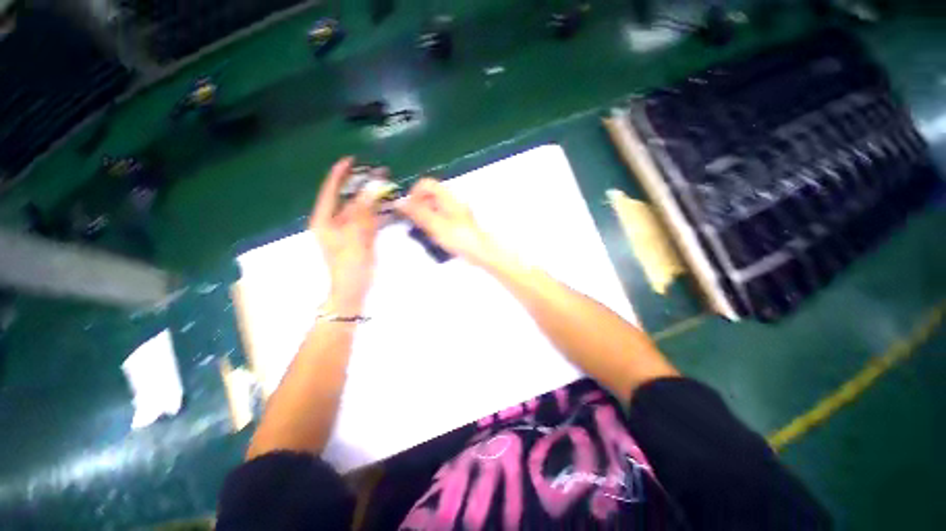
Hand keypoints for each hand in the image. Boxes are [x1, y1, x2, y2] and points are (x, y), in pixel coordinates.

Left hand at [309, 157, 379, 313]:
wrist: (354, 288)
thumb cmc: (348, 264)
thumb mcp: (353, 236)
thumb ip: (362, 212)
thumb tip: (371, 190)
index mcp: (325, 220)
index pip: (330, 191)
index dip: (339, 175)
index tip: (350, 160)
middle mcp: (336, 222)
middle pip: (349, 199)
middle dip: (363, 185)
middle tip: (378, 172)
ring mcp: (351, 230)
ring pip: (363, 209)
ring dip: (374, 198)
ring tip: (387, 184)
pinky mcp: (363, 237)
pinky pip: (371, 220)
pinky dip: (380, 212)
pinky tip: (390, 205)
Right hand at [396, 178, 498, 266]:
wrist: (479, 251)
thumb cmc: (458, 237)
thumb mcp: (435, 224)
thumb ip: (417, 213)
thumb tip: (399, 203)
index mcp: (448, 197)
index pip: (426, 183)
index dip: (414, 193)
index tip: (409, 208)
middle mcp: (452, 201)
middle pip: (430, 195)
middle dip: (419, 206)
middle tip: (415, 222)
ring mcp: (456, 211)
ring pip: (435, 207)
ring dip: (425, 215)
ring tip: (425, 230)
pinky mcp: (458, 222)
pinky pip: (441, 217)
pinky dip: (434, 222)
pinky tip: (434, 235)